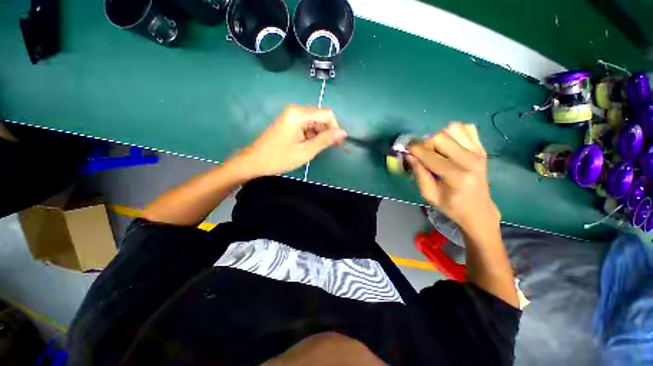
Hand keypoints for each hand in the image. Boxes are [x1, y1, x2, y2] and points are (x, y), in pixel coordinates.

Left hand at [229, 104, 347, 178]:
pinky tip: (307, 146)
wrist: (255, 161)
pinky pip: (306, 125)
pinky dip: (311, 135)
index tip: (335, 143)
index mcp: (299, 114)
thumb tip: (343, 132)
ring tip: (315, 149)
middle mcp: (296, 110)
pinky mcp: (289, 121)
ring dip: (319, 134)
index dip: (334, 128)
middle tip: (326, 148)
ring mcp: (291, 115)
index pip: (327, 114)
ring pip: (314, 121)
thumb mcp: (306, 151)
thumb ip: (325, 140)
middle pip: (321, 117)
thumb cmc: (280, 158)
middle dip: (327, 132)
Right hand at [408, 123, 499, 235]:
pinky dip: (454, 133)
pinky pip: (467, 128)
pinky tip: (450, 145)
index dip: (414, 149)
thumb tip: (409, 155)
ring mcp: (478, 151)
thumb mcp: (429, 194)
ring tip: (436, 149)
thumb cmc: (451, 205)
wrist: (478, 210)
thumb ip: (418, 173)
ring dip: (439, 137)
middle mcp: (470, 159)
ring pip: (453, 128)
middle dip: (425, 143)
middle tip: (422, 154)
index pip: (429, 154)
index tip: (406, 149)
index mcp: (456, 175)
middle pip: (440, 136)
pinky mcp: (482, 148)